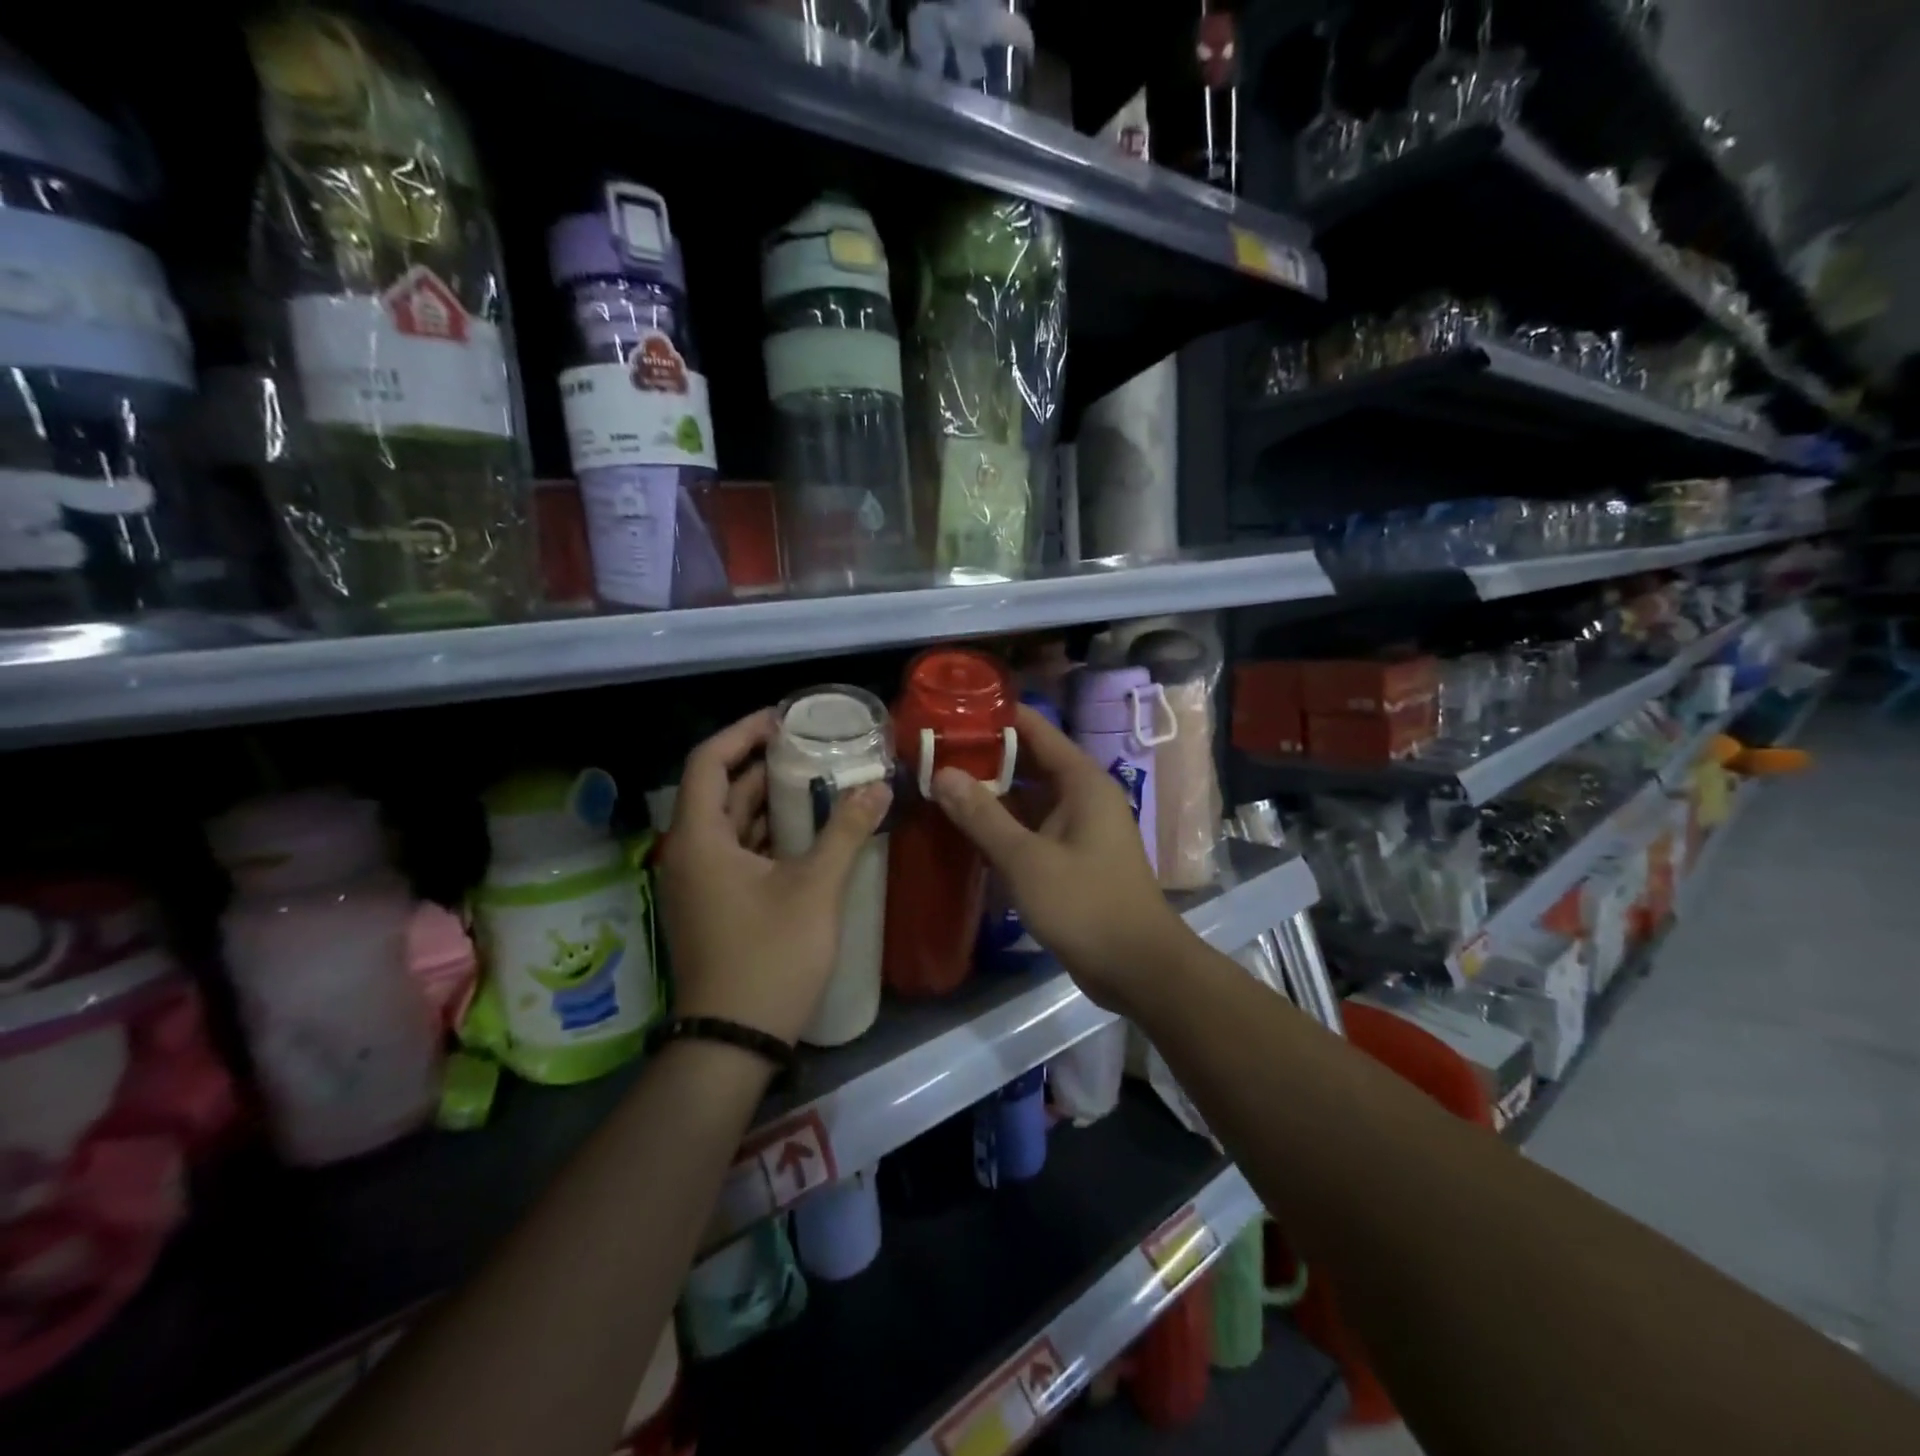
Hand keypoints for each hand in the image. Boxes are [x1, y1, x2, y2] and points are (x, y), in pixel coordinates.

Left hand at [657, 709, 891, 1043]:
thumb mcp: (814, 889)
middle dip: (765, 765)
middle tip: (813, 748)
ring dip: (770, 801)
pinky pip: (736, 851)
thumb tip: (879, 786)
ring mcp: (698, 882)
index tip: (785, 719)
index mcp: (699, 838)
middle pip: (720, 789)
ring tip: (819, 781)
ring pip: (730, 823)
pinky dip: (767, 834)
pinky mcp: (712, 904)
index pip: (708, 761)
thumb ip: (846, 832)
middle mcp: (689, 853)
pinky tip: (808, 832)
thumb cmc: (769, 957)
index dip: (743, 732)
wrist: (733, 1041)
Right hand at [930, 704, 1192, 1012]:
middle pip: (1031, 762)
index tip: (951, 712)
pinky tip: (967, 830)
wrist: (1137, 968)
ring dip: (992, 794)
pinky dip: (1004, 826)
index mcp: (1082, 782)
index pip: (1036, 730)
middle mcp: (1083, 796)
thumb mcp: (1026, 859)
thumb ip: (982, 815)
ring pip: (1030, 798)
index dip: (996, 718)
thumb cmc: (1085, 905)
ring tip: (941, 785)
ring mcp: (1079, 828)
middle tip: (934, 752)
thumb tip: (943, 773)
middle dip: (986, 758)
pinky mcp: (1073, 858)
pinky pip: (1033, 828)